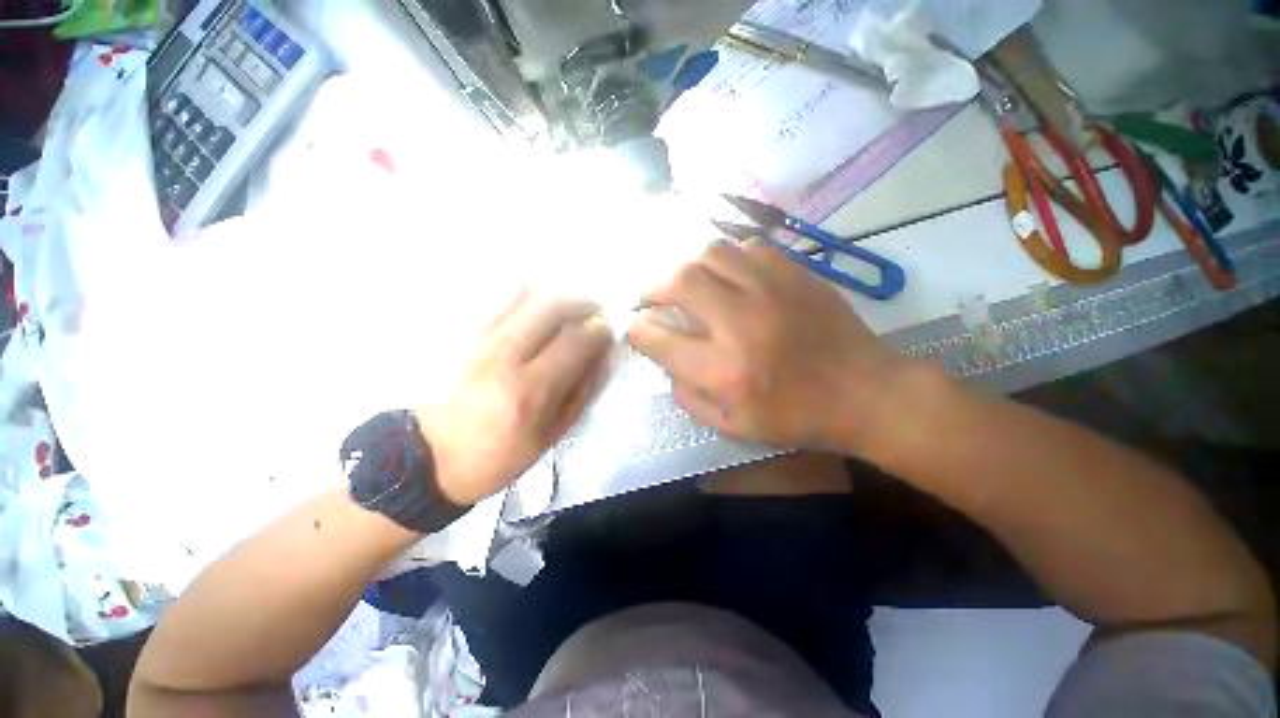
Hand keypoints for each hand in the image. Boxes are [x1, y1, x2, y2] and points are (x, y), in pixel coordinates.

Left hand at [416, 291, 611, 505]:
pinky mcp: (467, 332)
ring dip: (559, 295)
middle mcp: (506, 354)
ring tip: (571, 310)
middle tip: (596, 314)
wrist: (430, 455)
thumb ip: (582, 393)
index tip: (607, 335)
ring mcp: (483, 338)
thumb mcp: (551, 435)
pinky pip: (505, 298)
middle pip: (554, 305)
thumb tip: (604, 357)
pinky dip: (532, 296)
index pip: (577, 340)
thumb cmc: (498, 454)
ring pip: (529, 293)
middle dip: (585, 303)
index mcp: (531, 389)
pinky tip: (541, 311)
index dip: (601, 331)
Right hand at [628, 240, 912, 452]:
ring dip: (686, 266)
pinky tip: (726, 277)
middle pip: (680, 280)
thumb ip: (689, 397)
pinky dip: (725, 260)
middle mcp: (741, 323)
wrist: (866, 392)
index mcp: (724, 370)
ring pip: (711, 252)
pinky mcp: (795, 274)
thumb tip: (666, 362)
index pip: (659, 338)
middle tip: (652, 297)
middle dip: (654, 286)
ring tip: (685, 283)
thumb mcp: (733, 427)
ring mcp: (771, 290)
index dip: (638, 329)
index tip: (636, 327)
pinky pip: (746, 249)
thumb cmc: (797, 417)